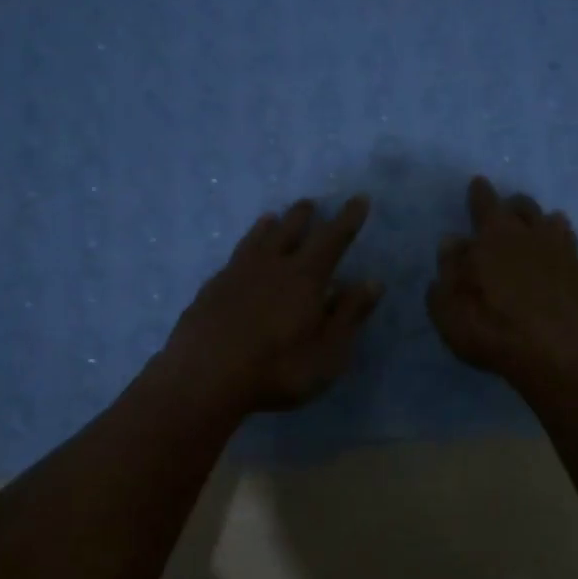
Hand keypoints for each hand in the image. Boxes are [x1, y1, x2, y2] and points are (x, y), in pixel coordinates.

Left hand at [161, 195, 383, 412]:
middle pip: (289, 231)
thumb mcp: (328, 351)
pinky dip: (242, 250)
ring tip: (272, 217)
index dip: (347, 219)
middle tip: (309, 204)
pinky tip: (238, 260)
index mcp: (305, 278)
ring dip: (268, 227)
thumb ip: (349, 315)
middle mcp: (270, 266)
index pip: (332, 239)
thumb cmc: (278, 369)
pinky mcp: (209, 291)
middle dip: (303, 216)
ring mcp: (235, 276)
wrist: (204, 379)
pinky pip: (232, 260)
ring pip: (255, 240)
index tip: (358, 199)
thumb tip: (372, 282)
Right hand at [428, 176, 577, 388]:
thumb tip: (452, 243)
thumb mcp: (451, 309)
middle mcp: (535, 237)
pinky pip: (577, 261)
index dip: (479, 193)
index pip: (485, 204)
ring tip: (542, 231)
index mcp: (496, 238)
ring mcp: (569, 257)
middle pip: (525, 208)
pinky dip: (566, 262)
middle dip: (514, 206)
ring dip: (546, 225)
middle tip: (507, 211)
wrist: (565, 360)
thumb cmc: (496, 332)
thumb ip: (448, 272)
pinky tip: (565, 275)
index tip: (478, 183)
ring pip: (558, 227)